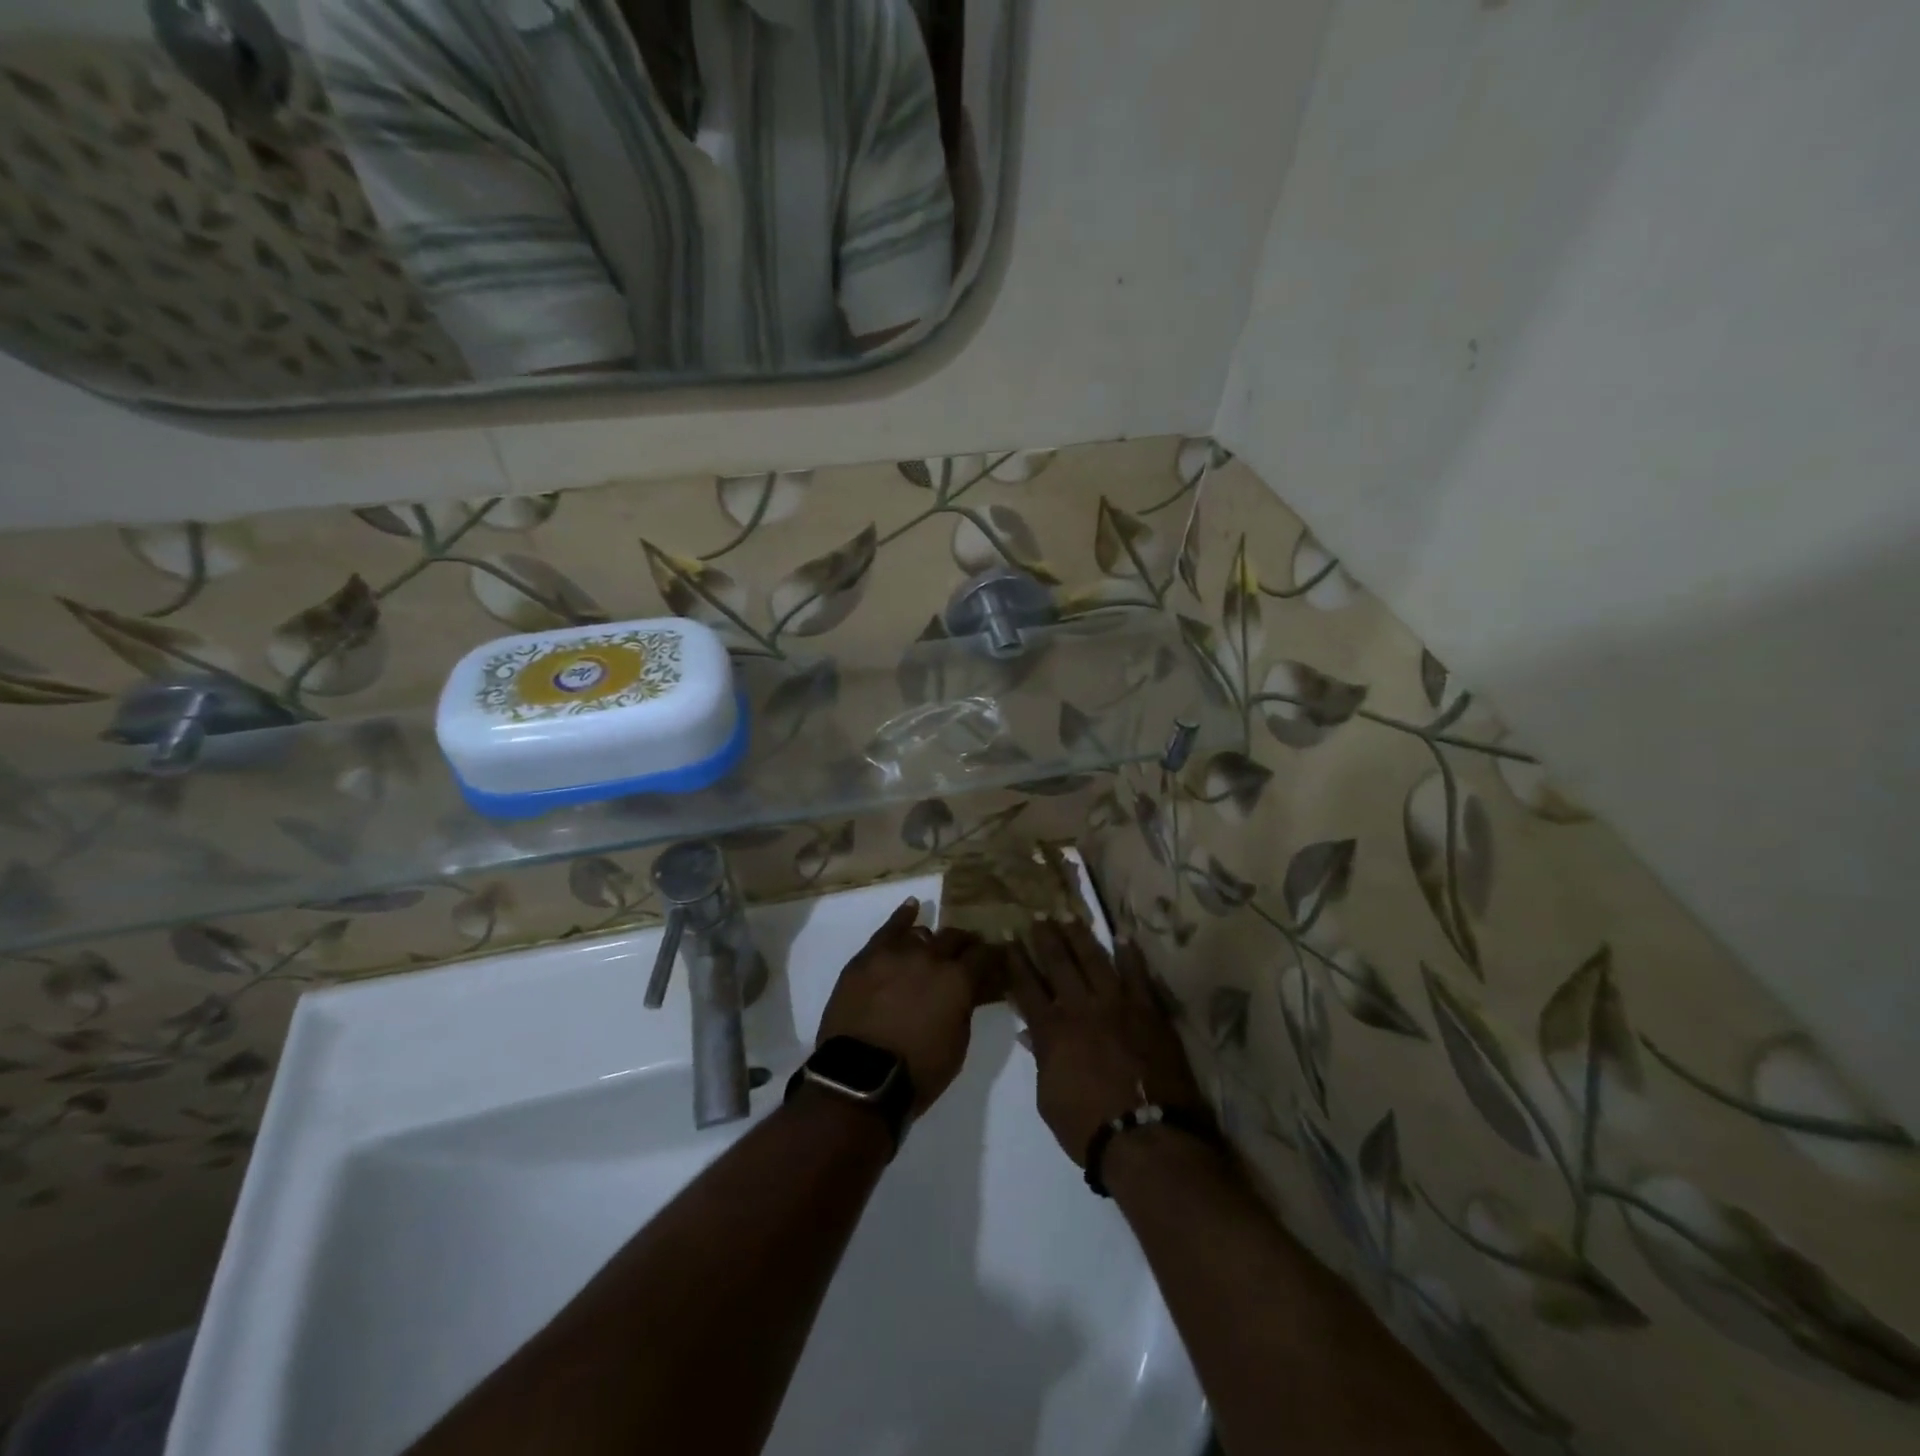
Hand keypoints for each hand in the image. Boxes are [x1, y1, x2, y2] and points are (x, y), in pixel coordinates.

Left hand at [817, 898, 1000, 1116]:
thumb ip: (964, 1008)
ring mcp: (897, 953)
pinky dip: (903, 916)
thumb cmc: (918, 1072)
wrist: (860, 1078)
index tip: (996, 958)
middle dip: (965, 944)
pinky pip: (888, 929)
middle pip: (954, 938)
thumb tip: (967, 991)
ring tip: (934, 945)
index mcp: (958, 980)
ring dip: (932, 940)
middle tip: (967, 953)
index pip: (984, 956)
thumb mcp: (957, 1045)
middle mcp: (931, 957)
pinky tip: (912, 907)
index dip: (992, 956)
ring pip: (922, 934)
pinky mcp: (868, 957)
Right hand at [1006, 920, 1206, 1165]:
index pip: (1027, 987)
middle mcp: (1080, 1008)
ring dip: (1079, 936)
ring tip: (1069, 915)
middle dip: (1045, 938)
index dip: (1016, 961)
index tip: (1008, 937)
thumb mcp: (1049, 1099)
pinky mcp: (1148, 1010)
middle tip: (1038, 915)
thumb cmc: (1089, 1127)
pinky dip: (1129, 954)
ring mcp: (1116, 1005)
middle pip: (1058, 963)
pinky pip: (1137, 974)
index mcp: (1051, 1030)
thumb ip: (1041, 1060)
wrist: (1146, 1136)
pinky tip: (1122, 936)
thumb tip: (1029, 1033)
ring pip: (1094, 959)